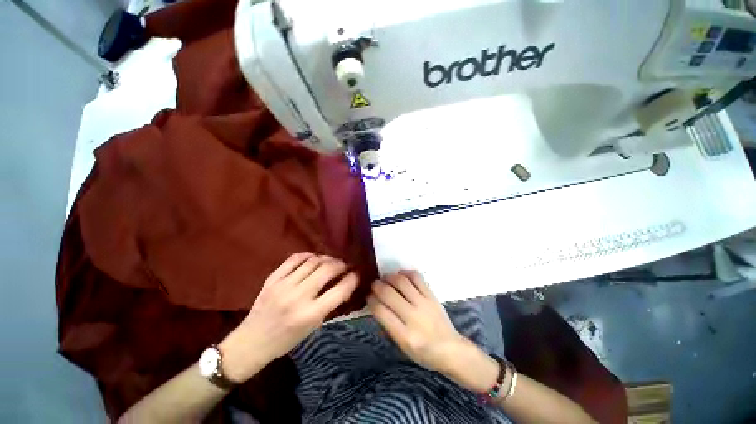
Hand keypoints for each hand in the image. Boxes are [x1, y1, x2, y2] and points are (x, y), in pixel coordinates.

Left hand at [219, 253, 357, 381]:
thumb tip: (343, 284)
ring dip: (326, 259)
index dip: (353, 279)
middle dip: (341, 264)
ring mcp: (283, 285)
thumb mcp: (312, 327)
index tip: (356, 274)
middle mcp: (298, 297)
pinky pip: (294, 259)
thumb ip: (328, 304)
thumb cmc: (286, 340)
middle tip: (344, 265)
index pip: (340, 290)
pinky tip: (313, 259)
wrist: (251, 342)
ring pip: (313, 261)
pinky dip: (308, 256)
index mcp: (310, 315)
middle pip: (327, 269)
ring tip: (330, 262)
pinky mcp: (272, 278)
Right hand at [367, 270, 465, 371]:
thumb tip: (376, 303)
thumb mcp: (402, 346)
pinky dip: (405, 273)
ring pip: (402, 282)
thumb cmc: (423, 352)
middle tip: (374, 284)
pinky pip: (417, 277)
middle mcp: (414, 317)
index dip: (371, 300)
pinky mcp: (432, 295)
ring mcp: (424, 303)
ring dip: (389, 277)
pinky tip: (400, 275)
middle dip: (377, 286)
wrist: (450, 349)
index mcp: (405, 335)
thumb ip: (388, 325)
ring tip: (385, 278)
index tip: (368, 296)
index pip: (381, 311)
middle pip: (389, 294)